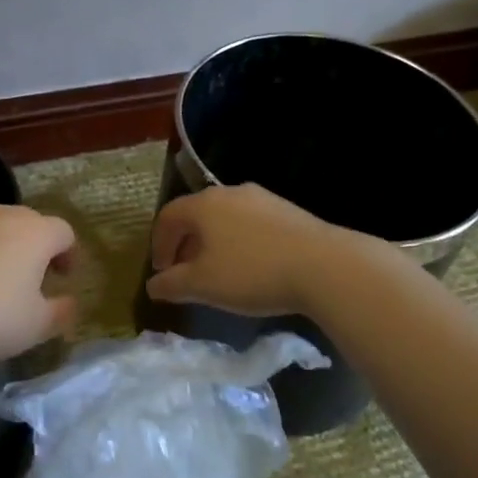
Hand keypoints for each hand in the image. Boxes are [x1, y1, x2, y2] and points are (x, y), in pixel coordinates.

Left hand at [0, 203, 77, 362]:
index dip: (69, 253)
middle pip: (30, 222)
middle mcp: (2, 217)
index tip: (64, 278)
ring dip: (5, 247)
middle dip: (38, 246)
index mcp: (34, 233)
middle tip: (35, 277)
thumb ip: (61, 311)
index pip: (63, 231)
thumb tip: (69, 303)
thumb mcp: (37, 325)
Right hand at [146, 183, 361, 316]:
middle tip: (186, 273)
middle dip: (186, 244)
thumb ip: (171, 285)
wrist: (324, 266)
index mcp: (204, 204)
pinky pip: (251, 224)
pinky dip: (240, 242)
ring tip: (219, 272)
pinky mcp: (288, 211)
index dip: (159, 244)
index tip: (162, 272)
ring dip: (214, 243)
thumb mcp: (203, 285)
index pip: (167, 216)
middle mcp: (231, 192)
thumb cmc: (252, 272)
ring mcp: (263, 198)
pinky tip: (252, 267)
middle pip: (197, 214)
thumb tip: (153, 285)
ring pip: (225, 218)